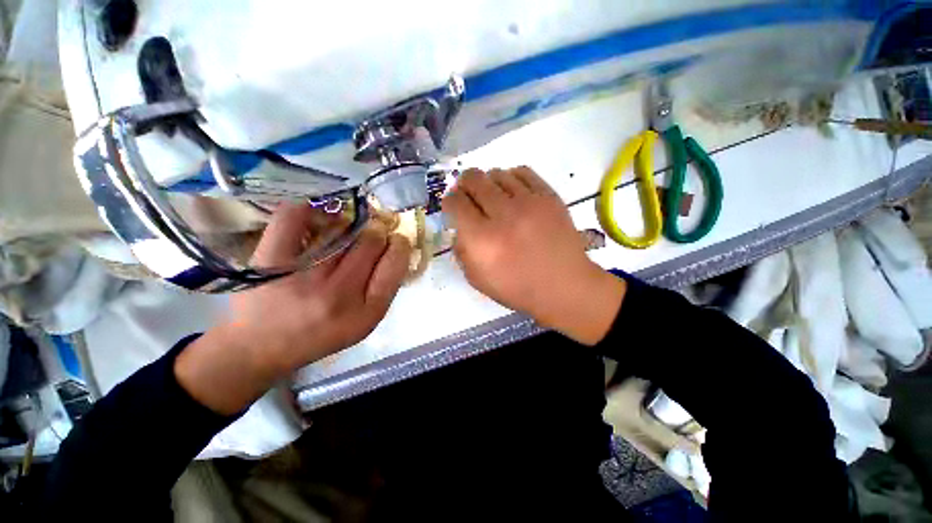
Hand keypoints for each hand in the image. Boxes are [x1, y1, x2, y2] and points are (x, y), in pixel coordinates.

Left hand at [176, 203, 411, 413]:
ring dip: (348, 224)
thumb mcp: (364, 321)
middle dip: (376, 233)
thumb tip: (394, 247)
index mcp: (366, 312)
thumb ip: (383, 288)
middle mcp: (338, 294)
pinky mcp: (270, 261)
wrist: (261, 347)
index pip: (394, 265)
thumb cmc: (321, 335)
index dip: (399, 245)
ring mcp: (303, 276)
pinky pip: (294, 218)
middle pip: (370, 242)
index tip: (397, 239)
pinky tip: (318, 211)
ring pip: (340, 229)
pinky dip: (309, 207)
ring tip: (344, 230)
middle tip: (371, 234)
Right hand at [442, 167, 625, 344]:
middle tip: (469, 195)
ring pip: (497, 173)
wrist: (564, 285)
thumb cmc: (518, 288)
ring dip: (488, 182)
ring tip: (492, 196)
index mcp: (482, 239)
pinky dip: (511, 177)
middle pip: (473, 179)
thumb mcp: (477, 279)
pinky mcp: (549, 196)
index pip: (456, 203)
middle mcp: (503, 215)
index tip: (453, 205)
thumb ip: (461, 250)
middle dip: (464, 184)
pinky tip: (512, 191)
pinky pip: (522, 172)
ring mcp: (528, 202)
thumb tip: (458, 225)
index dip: (449, 200)